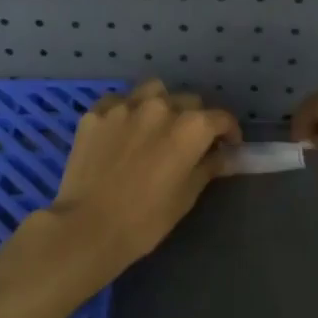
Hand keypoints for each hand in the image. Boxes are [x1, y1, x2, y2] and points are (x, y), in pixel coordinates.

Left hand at [45, 81, 241, 273]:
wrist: (88, 227)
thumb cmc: (146, 219)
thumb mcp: (186, 196)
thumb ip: (208, 167)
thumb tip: (226, 155)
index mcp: (190, 127)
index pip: (220, 118)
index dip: (229, 132)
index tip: (228, 146)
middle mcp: (160, 107)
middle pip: (188, 101)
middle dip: (195, 118)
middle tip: (189, 142)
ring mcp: (124, 106)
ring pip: (153, 91)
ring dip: (161, 104)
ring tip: (156, 126)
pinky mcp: (95, 113)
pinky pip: (118, 101)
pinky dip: (126, 111)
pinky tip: (122, 130)